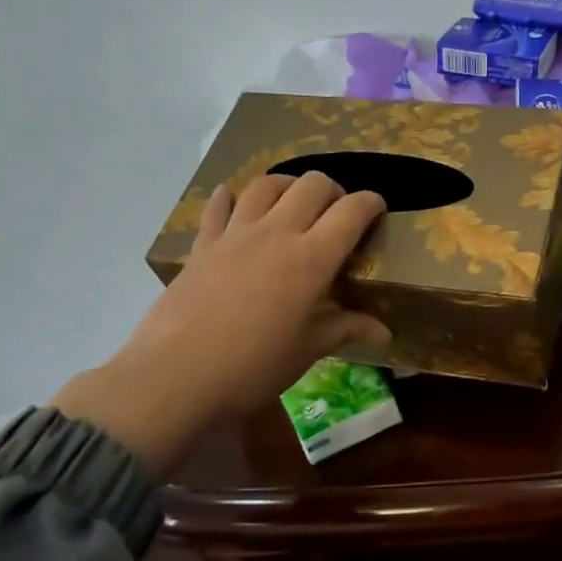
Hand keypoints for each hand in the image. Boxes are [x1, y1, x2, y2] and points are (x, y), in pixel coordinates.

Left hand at [51, 173, 389, 474]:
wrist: (176, 376)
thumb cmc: (254, 366)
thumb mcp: (309, 349)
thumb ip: (347, 329)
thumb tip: (385, 333)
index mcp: (312, 258)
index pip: (352, 211)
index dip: (371, 204)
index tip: (378, 210)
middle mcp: (277, 233)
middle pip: (313, 185)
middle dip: (334, 190)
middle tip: (337, 213)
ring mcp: (236, 234)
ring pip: (267, 185)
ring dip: (288, 186)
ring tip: (293, 204)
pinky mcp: (203, 245)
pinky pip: (218, 207)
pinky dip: (230, 198)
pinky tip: (234, 200)